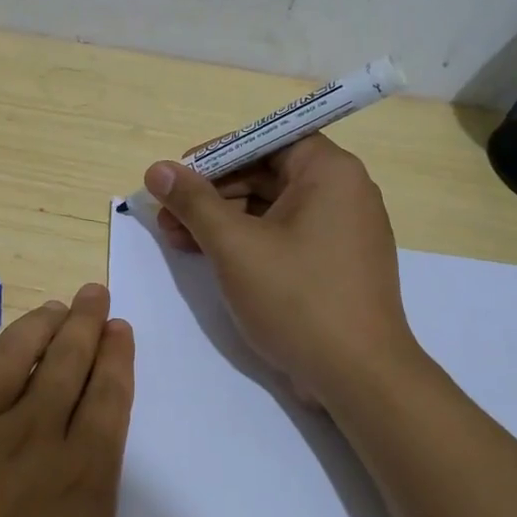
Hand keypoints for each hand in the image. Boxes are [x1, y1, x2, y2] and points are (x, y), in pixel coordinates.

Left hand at [0, 283, 253, 516]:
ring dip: (33, 328)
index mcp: (78, 476)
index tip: (122, 327)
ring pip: (7, 361)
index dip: (117, 358)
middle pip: (62, 365)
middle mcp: (24, 440)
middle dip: (83, 324)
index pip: (107, 397)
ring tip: (51, 306)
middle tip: (94, 292)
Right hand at [146, 136, 415, 402]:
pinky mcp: (334, 264)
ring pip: (271, 208)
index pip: (267, 140)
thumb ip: (193, 202)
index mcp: (330, 172)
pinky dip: (247, 242)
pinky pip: (284, 236)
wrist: (359, 377)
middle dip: (211, 193)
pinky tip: (208, 257)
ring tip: (176, 240)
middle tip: (167, 214)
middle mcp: (343, 192)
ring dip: (222, 220)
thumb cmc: (297, 298)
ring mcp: (341, 231)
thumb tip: (158, 169)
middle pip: (266, 173)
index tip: (178, 175)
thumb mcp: (234, 246)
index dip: (218, 154)